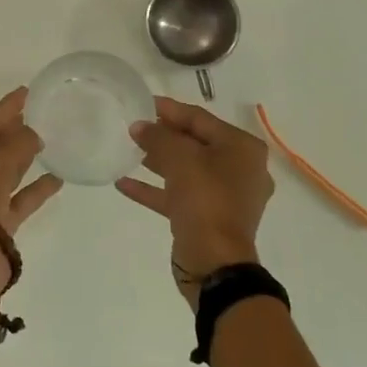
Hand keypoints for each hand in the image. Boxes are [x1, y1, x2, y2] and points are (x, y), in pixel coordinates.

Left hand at [0, 87, 63, 238]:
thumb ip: (18, 143)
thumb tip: (33, 133)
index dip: (5, 108)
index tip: (26, 92)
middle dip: (14, 132)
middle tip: (40, 114)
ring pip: (5, 172)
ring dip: (25, 158)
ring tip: (49, 140)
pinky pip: (18, 199)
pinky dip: (35, 188)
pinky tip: (57, 177)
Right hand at [117, 97, 273, 306]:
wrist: (215, 264)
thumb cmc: (205, 200)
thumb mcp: (179, 159)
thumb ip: (158, 137)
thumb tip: (140, 126)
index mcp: (242, 148)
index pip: (200, 119)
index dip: (169, 109)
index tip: (142, 102)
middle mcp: (239, 169)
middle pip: (195, 143)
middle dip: (163, 136)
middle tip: (132, 127)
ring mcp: (225, 197)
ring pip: (186, 170)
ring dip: (157, 161)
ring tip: (127, 150)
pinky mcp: (208, 219)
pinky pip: (179, 195)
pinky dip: (155, 189)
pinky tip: (124, 184)